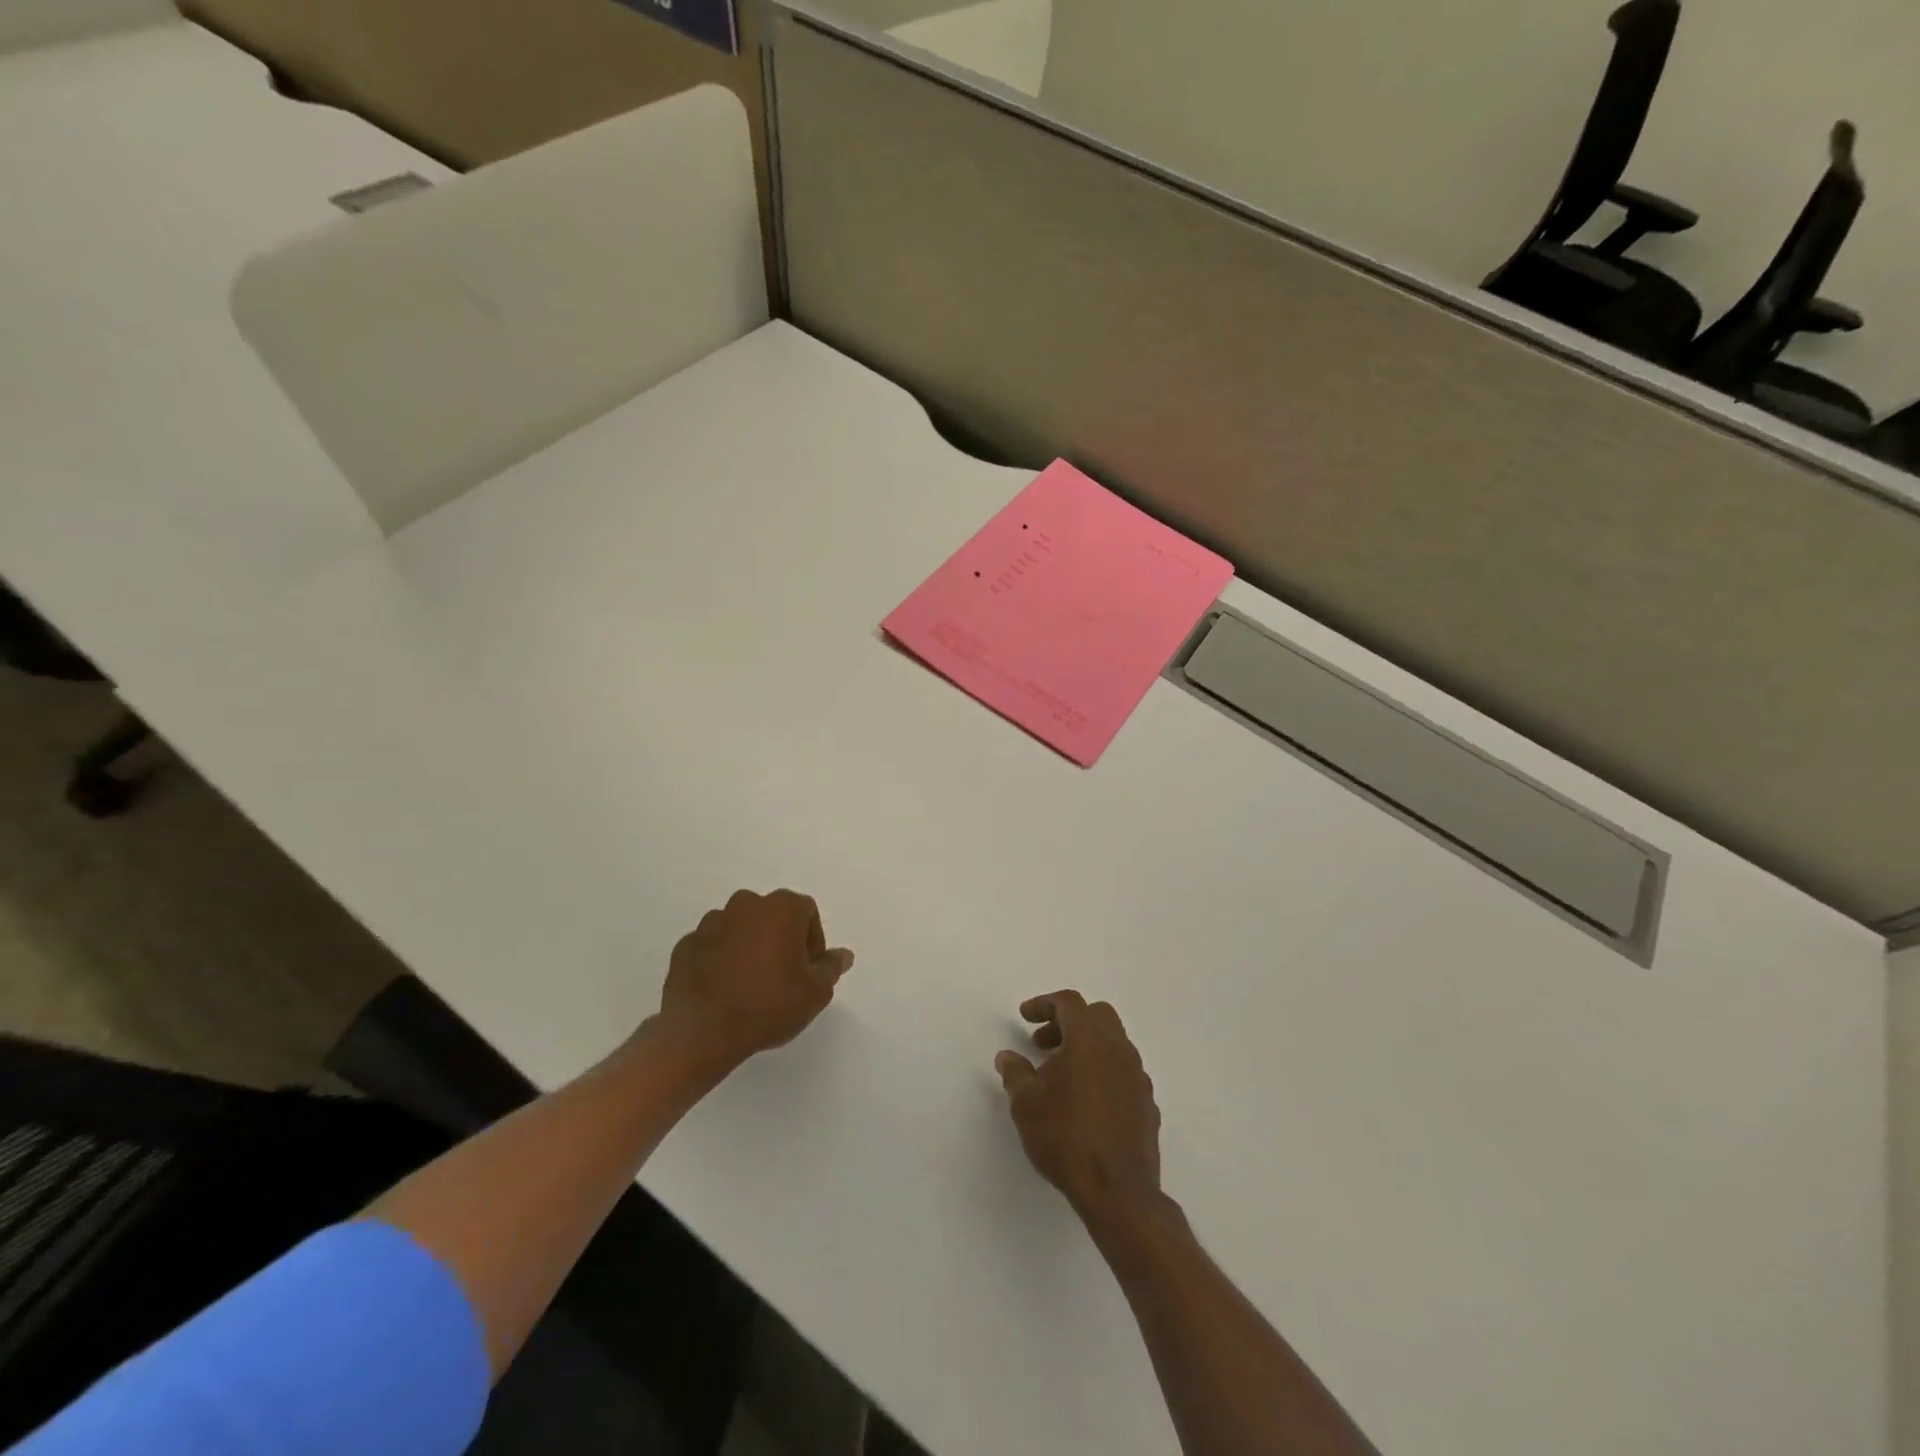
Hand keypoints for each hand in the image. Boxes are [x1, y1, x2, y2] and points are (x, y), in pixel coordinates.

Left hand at [654, 889, 853, 1073]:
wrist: (702, 1032)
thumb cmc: (768, 1006)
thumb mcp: (815, 993)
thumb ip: (831, 968)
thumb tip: (842, 955)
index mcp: (780, 908)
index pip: (807, 912)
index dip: (813, 941)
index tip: (808, 970)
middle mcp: (745, 904)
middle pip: (772, 916)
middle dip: (780, 940)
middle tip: (782, 977)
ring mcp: (711, 922)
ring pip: (740, 928)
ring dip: (748, 947)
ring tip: (749, 985)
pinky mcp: (686, 944)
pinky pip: (712, 946)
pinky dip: (720, 960)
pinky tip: (724, 990)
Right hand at [996, 991, 1161, 1223]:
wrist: (1118, 1191)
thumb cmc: (1066, 1138)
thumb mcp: (1026, 1105)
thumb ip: (1015, 1073)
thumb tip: (1007, 1057)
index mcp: (1089, 1041)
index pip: (1069, 1003)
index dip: (1044, 1004)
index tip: (1025, 1017)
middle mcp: (1118, 1050)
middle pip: (1096, 1015)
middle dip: (1068, 1022)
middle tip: (1043, 1043)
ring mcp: (1137, 1076)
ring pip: (1113, 1043)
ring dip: (1087, 1047)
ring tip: (1061, 1076)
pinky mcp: (1147, 1103)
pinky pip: (1123, 1072)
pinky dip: (1103, 1072)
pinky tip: (1086, 1101)